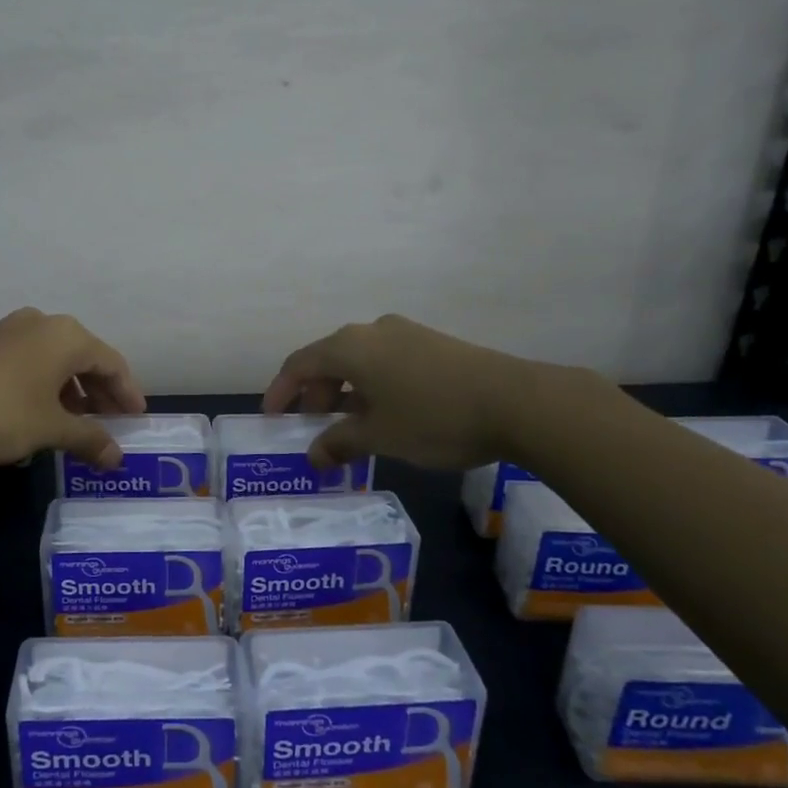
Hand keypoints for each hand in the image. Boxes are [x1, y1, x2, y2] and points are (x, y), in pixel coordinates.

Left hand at [0, 308, 145, 468]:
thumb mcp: (49, 430)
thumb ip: (88, 440)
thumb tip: (117, 458)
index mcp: (66, 336)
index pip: (112, 362)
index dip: (127, 393)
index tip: (136, 419)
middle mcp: (41, 323)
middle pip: (84, 357)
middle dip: (99, 392)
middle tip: (111, 423)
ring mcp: (8, 330)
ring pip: (54, 359)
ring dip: (70, 390)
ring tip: (75, 423)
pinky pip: (28, 361)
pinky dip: (43, 385)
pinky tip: (38, 412)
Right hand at [263, 314, 567, 470]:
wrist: (516, 401)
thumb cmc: (433, 417)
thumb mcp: (380, 436)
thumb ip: (340, 444)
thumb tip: (314, 456)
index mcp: (350, 347)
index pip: (299, 363)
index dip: (280, 390)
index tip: (272, 417)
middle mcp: (372, 331)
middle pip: (328, 359)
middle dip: (315, 393)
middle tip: (314, 428)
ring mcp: (405, 333)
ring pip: (359, 360)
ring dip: (345, 391)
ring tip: (350, 426)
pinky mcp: (432, 343)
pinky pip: (385, 361)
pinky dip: (372, 386)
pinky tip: (386, 413)